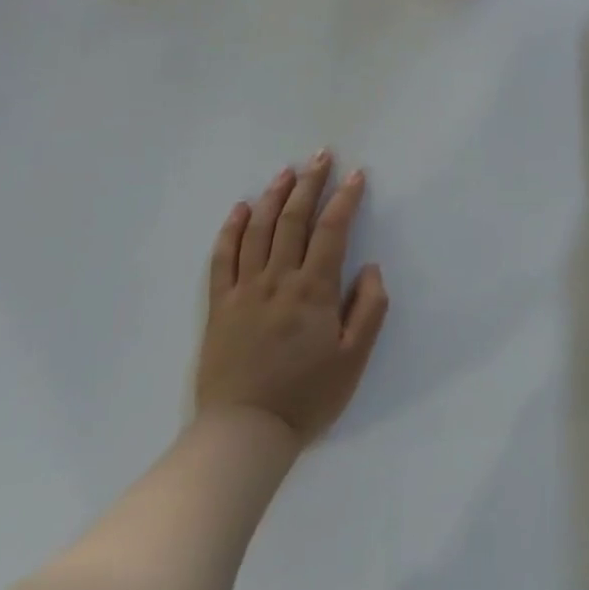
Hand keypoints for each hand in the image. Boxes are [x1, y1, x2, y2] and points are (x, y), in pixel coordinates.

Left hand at [196, 151, 389, 445]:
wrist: (243, 433)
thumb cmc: (307, 397)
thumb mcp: (354, 359)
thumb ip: (368, 309)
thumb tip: (370, 268)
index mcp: (313, 290)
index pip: (332, 231)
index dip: (345, 199)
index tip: (356, 175)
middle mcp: (278, 280)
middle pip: (293, 220)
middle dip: (309, 184)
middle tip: (321, 156)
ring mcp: (244, 291)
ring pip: (258, 231)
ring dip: (273, 197)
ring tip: (287, 172)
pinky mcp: (219, 306)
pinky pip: (222, 259)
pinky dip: (231, 230)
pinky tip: (240, 209)